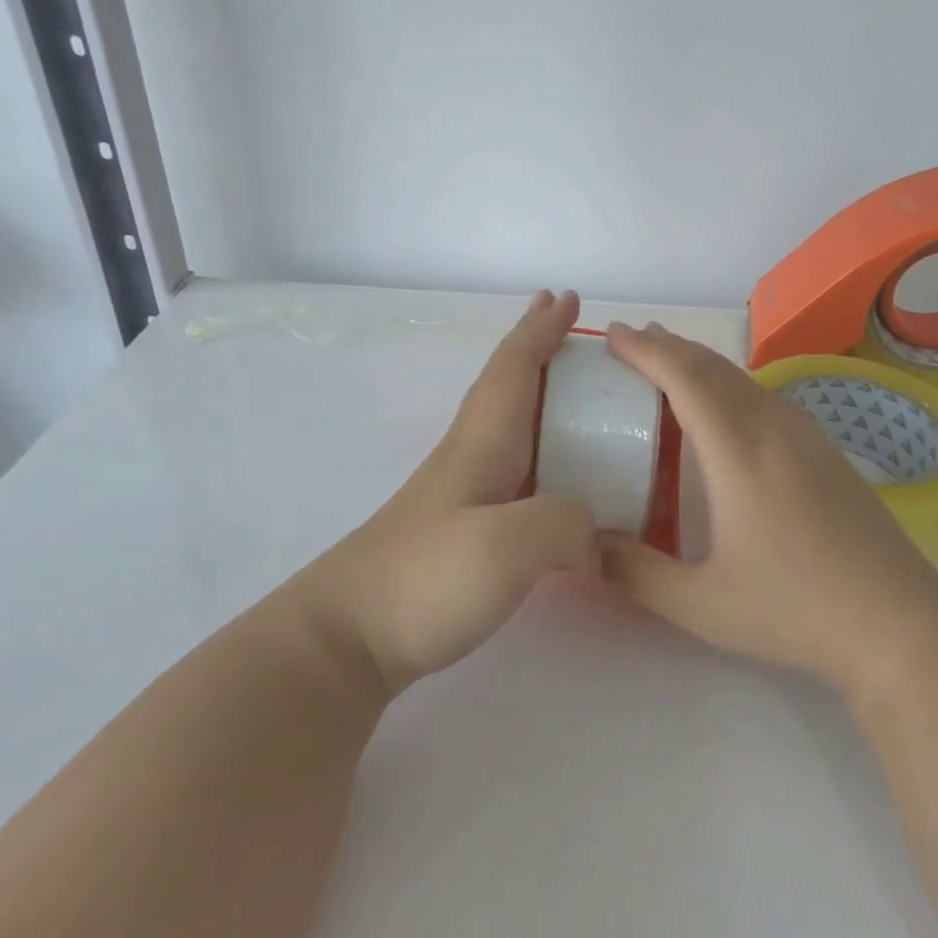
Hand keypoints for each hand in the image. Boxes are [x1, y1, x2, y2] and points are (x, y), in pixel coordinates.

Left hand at [301, 291, 597, 694]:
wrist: (345, 640)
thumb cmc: (423, 579)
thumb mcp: (508, 547)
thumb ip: (566, 523)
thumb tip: (592, 533)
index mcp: (481, 445)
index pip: (513, 369)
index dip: (540, 330)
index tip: (566, 297)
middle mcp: (470, 459)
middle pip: (506, 388)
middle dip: (536, 351)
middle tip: (570, 330)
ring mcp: (460, 496)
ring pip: (509, 428)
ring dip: (539, 399)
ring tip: (576, 397)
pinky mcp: (460, 532)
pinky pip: (514, 473)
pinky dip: (540, 453)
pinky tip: (554, 479)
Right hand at [599, 322, 937, 694]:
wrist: (899, 623)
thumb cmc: (794, 609)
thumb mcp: (700, 603)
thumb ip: (635, 573)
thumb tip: (585, 545)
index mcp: (738, 450)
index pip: (684, 377)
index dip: (646, 350)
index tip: (614, 335)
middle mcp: (774, 427)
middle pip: (715, 367)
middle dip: (671, 347)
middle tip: (634, 340)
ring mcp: (809, 437)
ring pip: (745, 379)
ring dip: (703, 365)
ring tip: (672, 365)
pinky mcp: (829, 454)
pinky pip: (767, 398)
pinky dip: (732, 386)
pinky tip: (728, 412)